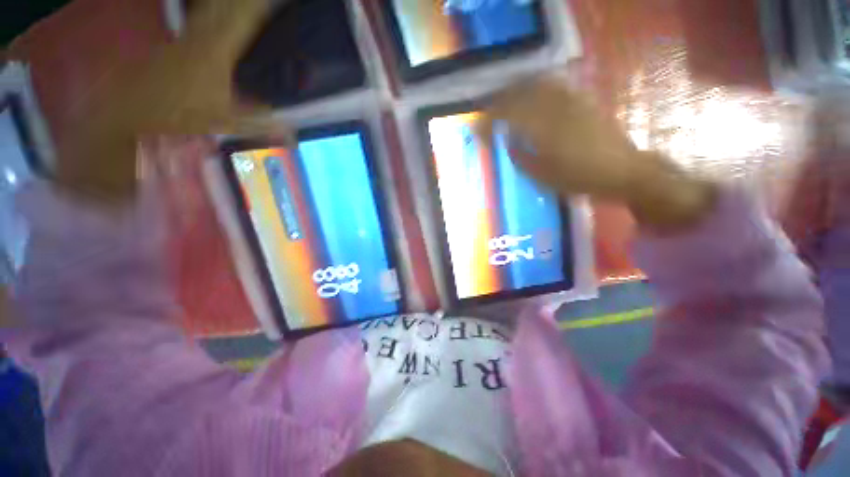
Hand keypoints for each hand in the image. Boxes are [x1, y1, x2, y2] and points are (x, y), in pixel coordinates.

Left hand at [54, 0, 288, 202]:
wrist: (130, 108)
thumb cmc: (177, 114)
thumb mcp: (225, 123)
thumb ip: (260, 125)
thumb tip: (293, 134)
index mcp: (216, 53)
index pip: (244, 21)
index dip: (260, 8)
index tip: (278, 2)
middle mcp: (202, 36)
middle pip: (227, 6)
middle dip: (247, 1)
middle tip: (268, 1)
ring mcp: (187, 35)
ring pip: (212, 8)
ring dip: (230, 3)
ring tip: (250, 4)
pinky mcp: (178, 40)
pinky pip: (201, 18)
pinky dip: (214, 10)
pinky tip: (221, 11)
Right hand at [481, 78, 716, 230]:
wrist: (622, 171)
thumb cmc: (579, 179)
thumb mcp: (542, 176)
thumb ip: (520, 158)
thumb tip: (507, 144)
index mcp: (542, 129)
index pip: (507, 115)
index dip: (489, 121)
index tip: (478, 131)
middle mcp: (554, 108)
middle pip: (519, 94)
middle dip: (498, 102)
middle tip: (487, 114)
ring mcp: (570, 100)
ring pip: (536, 85)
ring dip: (516, 91)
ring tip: (505, 102)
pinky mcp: (582, 100)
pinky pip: (554, 86)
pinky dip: (537, 88)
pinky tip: (532, 95)